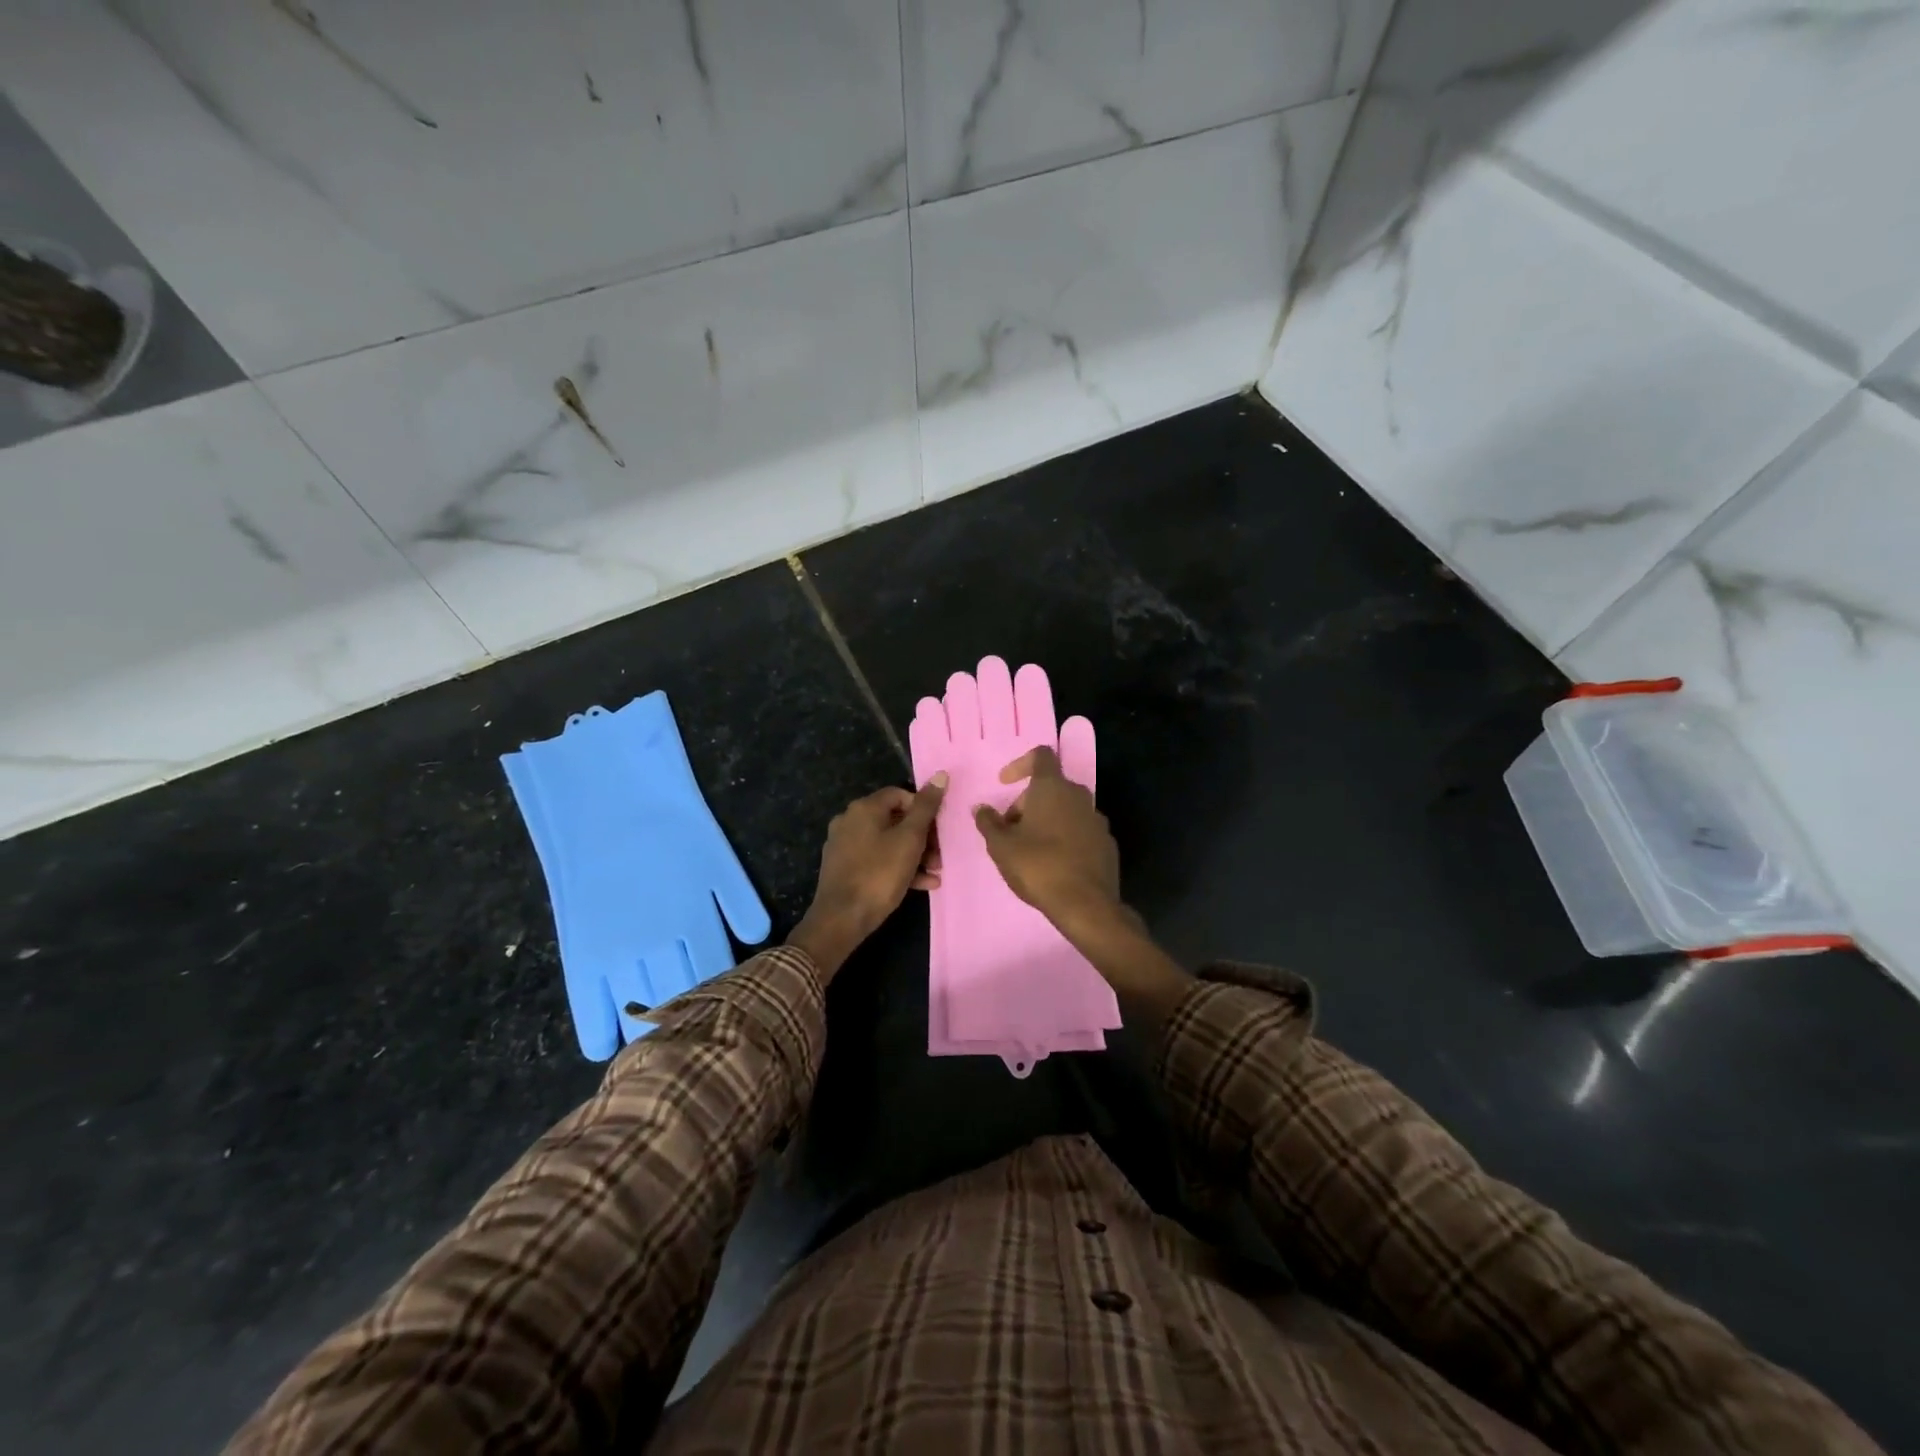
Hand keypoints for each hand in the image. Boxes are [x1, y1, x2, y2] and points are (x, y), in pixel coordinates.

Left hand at [791, 775, 945, 976]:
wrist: (841, 919)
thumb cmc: (879, 874)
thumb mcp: (910, 839)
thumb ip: (926, 808)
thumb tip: (940, 775)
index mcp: (864, 808)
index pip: (900, 794)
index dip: (923, 808)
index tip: (939, 830)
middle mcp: (850, 821)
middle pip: (894, 819)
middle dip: (922, 837)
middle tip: (940, 856)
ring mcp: (845, 846)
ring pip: (888, 842)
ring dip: (915, 855)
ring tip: (936, 873)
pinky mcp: (844, 868)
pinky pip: (877, 860)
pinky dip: (899, 867)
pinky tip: (923, 885)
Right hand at [973, 747, 1122, 934]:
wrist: (1086, 905)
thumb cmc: (1038, 866)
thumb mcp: (1001, 846)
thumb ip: (989, 822)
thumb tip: (981, 808)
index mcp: (1053, 788)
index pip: (1041, 755)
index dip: (1020, 764)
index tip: (1004, 783)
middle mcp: (1079, 796)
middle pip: (1051, 786)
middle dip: (1027, 802)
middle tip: (1009, 829)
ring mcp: (1097, 819)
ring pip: (1066, 809)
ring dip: (1046, 820)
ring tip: (1028, 848)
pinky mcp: (1106, 843)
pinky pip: (1080, 830)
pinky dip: (1064, 837)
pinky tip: (1053, 863)